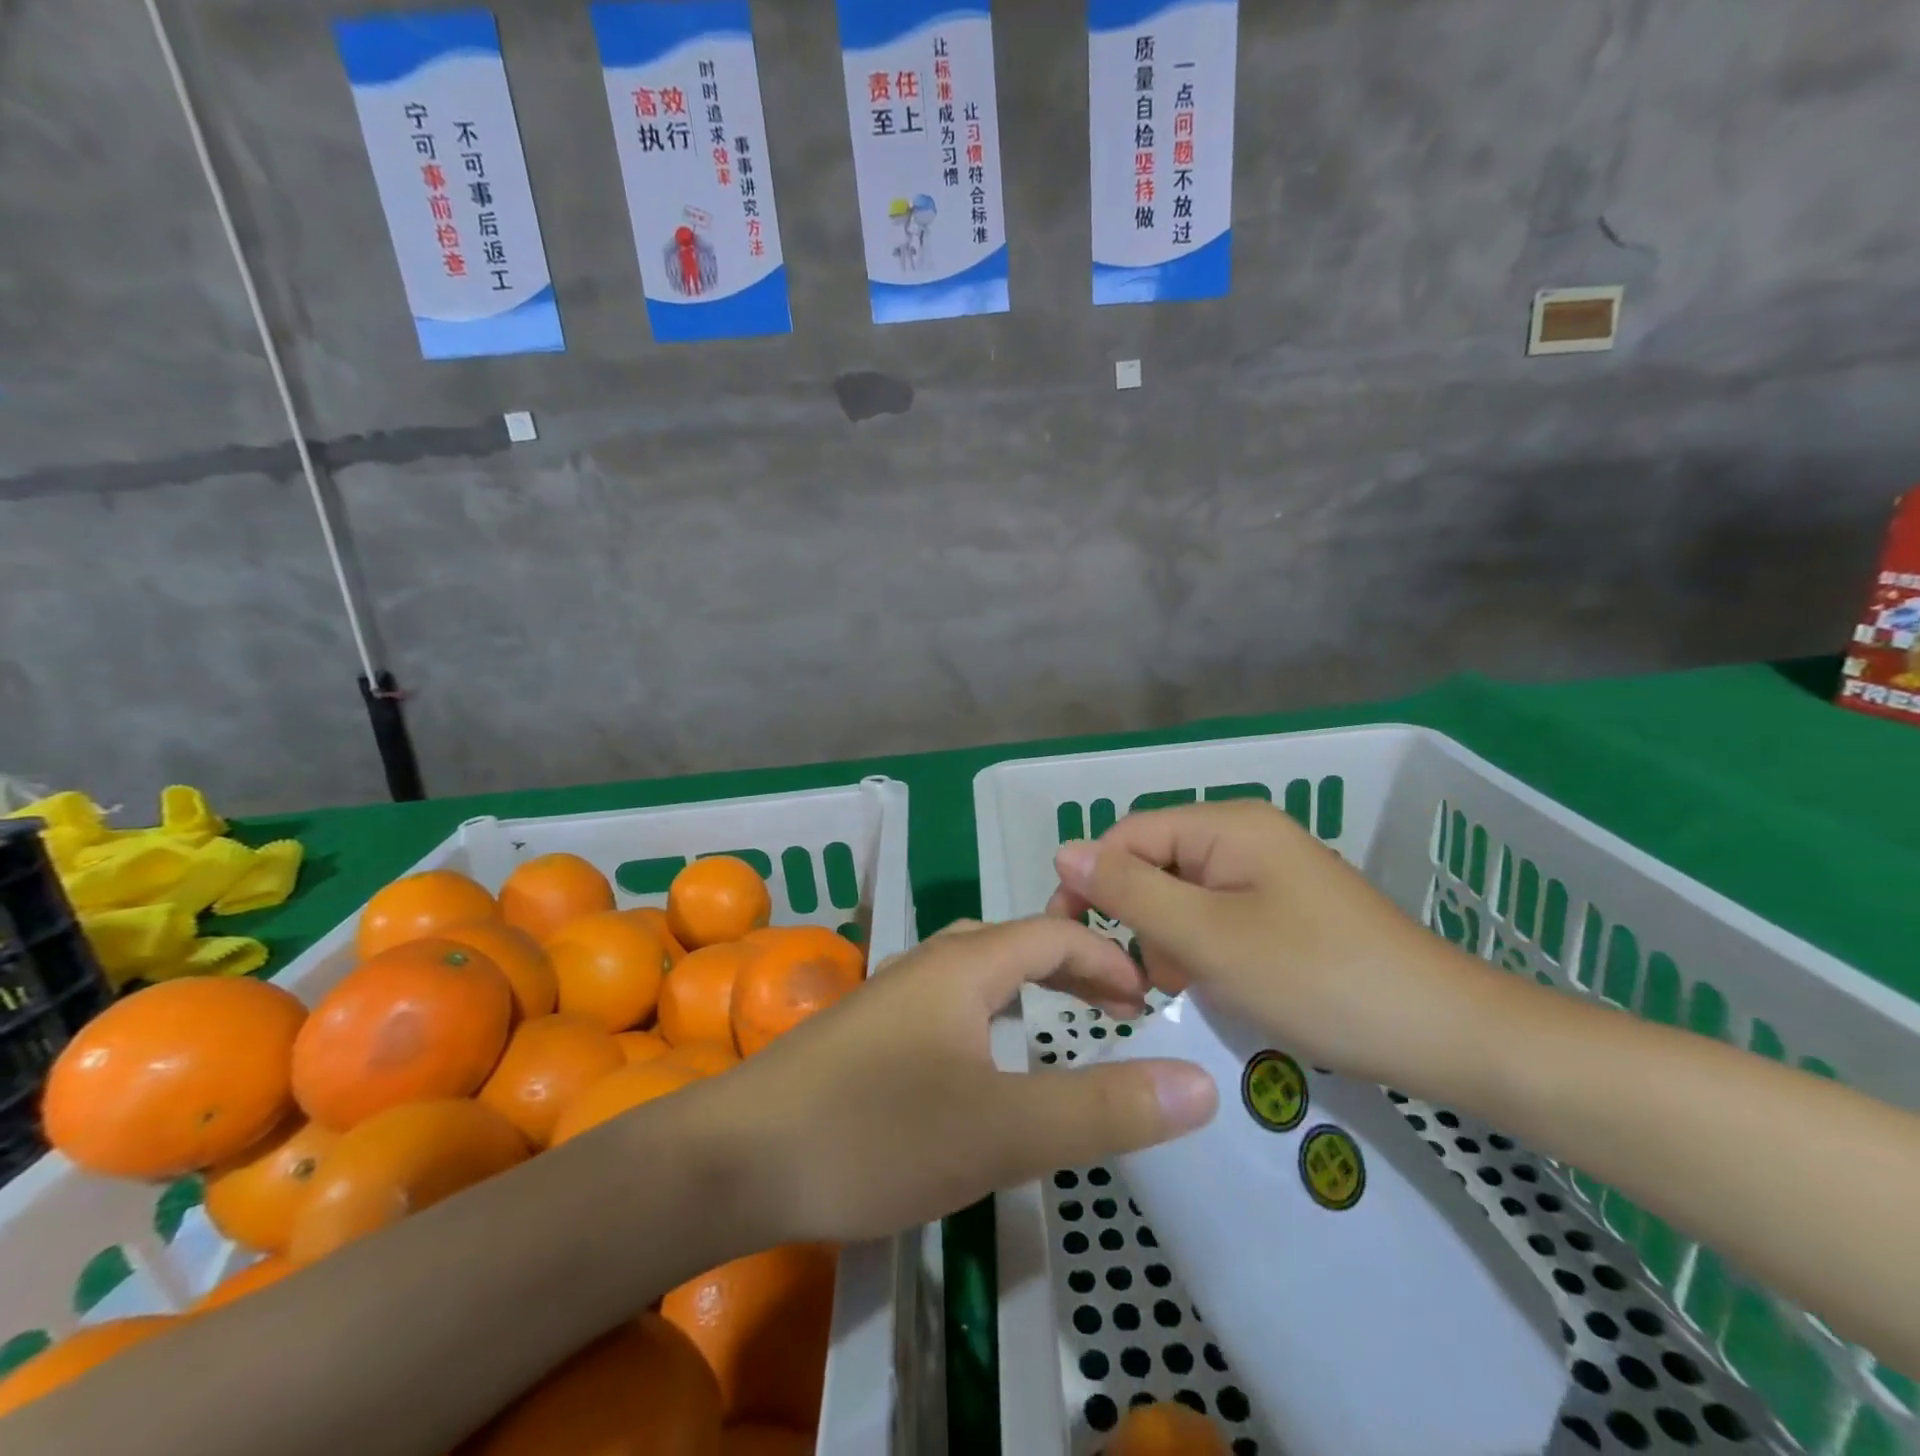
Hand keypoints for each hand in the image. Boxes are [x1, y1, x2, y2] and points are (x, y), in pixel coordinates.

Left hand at [700, 917, 1218, 1243]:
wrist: (736, 1159)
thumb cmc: (875, 1133)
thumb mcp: (1002, 1130)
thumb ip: (1103, 1108)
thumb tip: (1201, 1082)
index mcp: (963, 965)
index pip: (1052, 935)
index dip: (1106, 960)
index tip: (1148, 1002)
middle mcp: (925, 964)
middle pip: (1012, 943)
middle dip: (1069, 966)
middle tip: (1115, 1009)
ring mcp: (888, 996)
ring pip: (973, 971)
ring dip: (1023, 986)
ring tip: (1056, 1022)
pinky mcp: (864, 1032)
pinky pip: (945, 1002)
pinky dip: (985, 1013)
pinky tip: (978, 1058)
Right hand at [1046, 800, 1500, 1087]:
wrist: (1446, 1035)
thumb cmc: (1318, 981)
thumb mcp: (1208, 938)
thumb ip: (1131, 892)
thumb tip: (1064, 850)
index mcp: (1228, 826)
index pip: (1128, 836)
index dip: (1092, 883)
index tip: (1074, 943)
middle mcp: (1245, 835)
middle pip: (1154, 863)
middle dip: (1135, 919)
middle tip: (1137, 984)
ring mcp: (1268, 873)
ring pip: (1182, 895)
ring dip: (1166, 941)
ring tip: (1182, 992)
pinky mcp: (1284, 909)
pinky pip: (1217, 916)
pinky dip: (1201, 951)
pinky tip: (1213, 989)